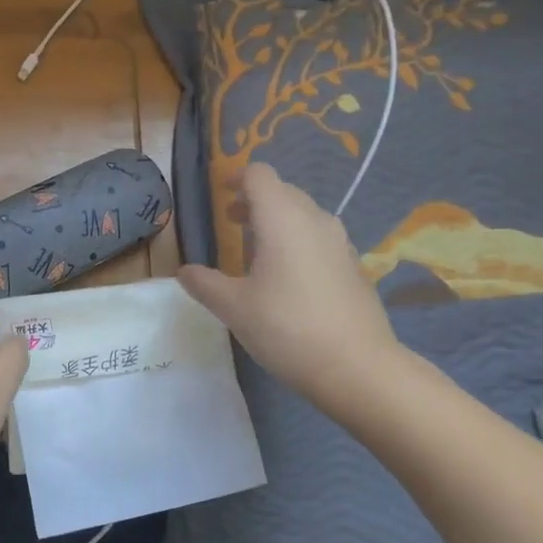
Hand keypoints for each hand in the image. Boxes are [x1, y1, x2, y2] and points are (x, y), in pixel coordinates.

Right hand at [178, 162, 408, 413]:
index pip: (259, 176)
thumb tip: (184, 272)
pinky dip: (298, 242)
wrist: (358, 367)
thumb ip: (204, 284)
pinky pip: (319, 238)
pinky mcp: (353, 266)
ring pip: (304, 215)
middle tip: (232, 221)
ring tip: (256, 250)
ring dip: (278, 221)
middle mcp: (314, 220)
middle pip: (283, 192)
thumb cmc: (287, 328)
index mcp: (282, 219)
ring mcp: (339, 243)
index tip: (221, 193)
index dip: (237, 178)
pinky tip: (288, 278)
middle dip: (255, 200)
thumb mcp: (234, 308)